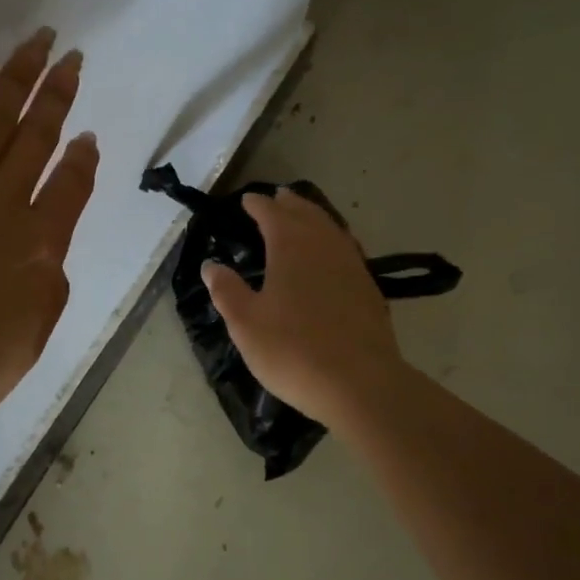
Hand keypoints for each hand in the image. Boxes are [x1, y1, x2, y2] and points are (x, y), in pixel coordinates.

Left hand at [0, 29, 98, 446]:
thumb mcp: (29, 341)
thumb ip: (47, 286)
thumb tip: (46, 250)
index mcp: (38, 247)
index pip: (71, 187)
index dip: (83, 158)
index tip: (87, 137)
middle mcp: (1, 205)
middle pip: (37, 137)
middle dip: (58, 95)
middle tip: (72, 58)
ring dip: (18, 77)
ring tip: (38, 43)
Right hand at [201, 188, 408, 427]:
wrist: (360, 382)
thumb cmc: (293, 350)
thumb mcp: (247, 324)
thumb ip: (227, 291)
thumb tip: (211, 265)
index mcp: (290, 246)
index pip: (272, 214)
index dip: (258, 205)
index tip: (247, 201)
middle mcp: (323, 245)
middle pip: (306, 213)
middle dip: (289, 204)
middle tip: (277, 197)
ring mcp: (351, 264)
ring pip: (330, 227)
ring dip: (314, 217)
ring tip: (303, 216)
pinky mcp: (369, 286)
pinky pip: (346, 248)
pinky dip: (333, 239)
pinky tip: (331, 253)